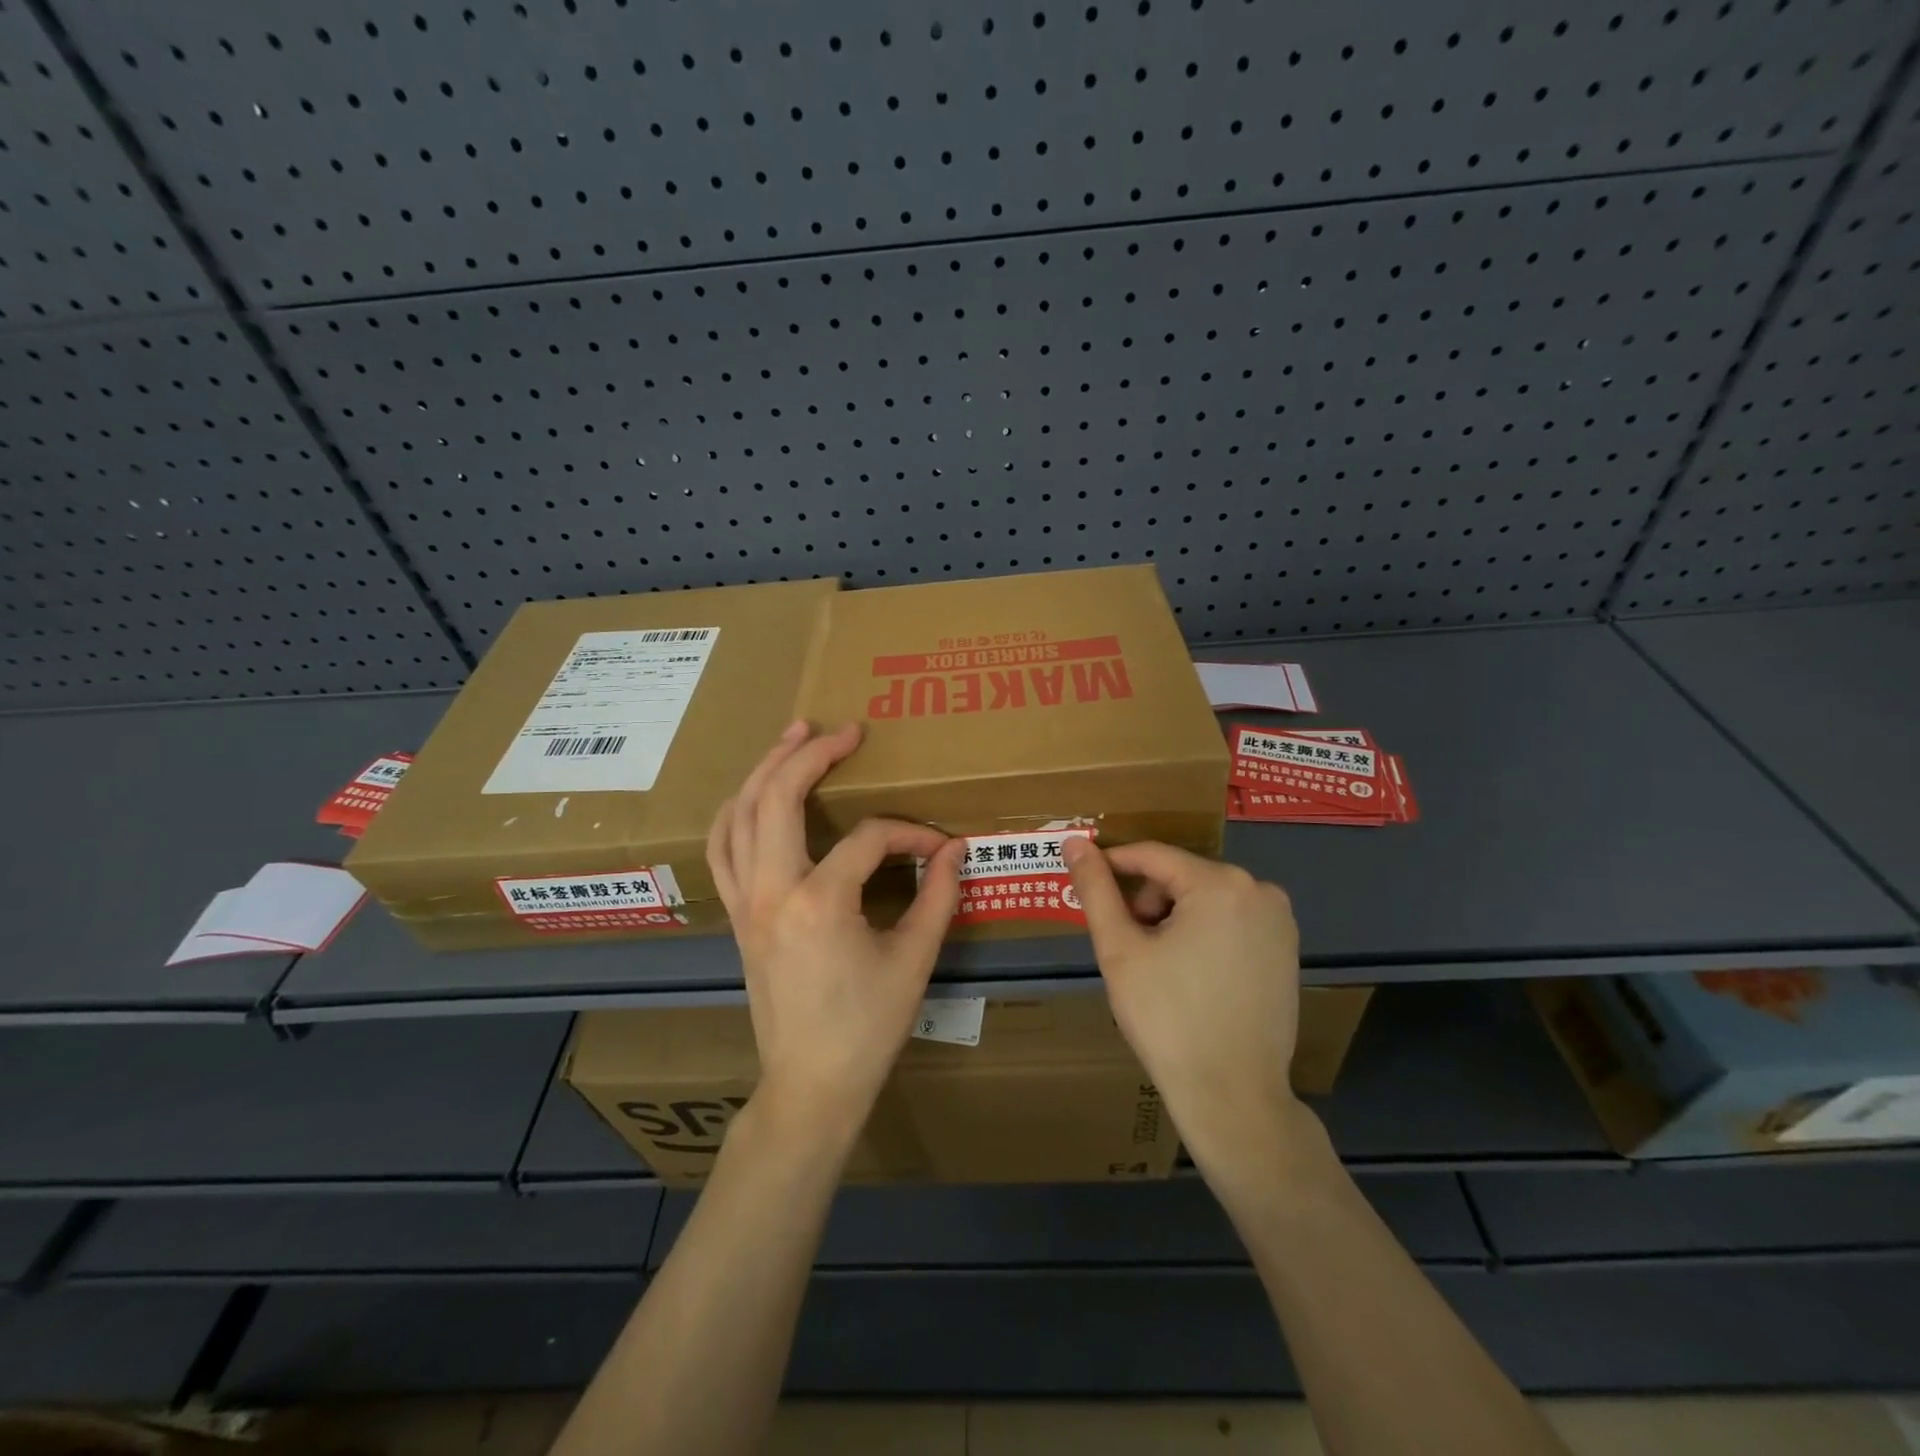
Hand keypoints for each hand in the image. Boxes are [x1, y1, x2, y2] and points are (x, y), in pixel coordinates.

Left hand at [708, 720, 964, 1144]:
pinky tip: (755, 796)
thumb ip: (939, 897)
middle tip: (842, 730)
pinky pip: (722, 848)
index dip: (909, 835)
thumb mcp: (913, 960)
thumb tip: (956, 850)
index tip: (939, 850)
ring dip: (764, 770)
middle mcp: (771, 890)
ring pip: (739, 815)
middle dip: (810, 755)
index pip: (868, 839)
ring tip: (792, 738)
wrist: (810, 1084)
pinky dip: (737, 811)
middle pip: (778, 798)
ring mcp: (745, 902)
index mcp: (819, 901)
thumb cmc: (867, 1028)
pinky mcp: (736, 915)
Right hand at [1064, 839, 1306, 1182]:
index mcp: (1219, 884)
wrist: (1232, 1096)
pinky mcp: (1287, 949)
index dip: (1112, 866)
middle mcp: (1259, 890)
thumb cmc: (1168, 1018)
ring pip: (1205, 898)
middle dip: (1147, 904)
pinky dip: (1204, 934)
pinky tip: (1193, 977)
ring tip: (1160, 968)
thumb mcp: (1120, 950)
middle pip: (1180, 877)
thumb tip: (1074, 842)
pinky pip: (1231, 920)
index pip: (1152, 856)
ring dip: (1174, 919)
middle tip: (1131, 950)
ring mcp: (1279, 920)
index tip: (1085, 885)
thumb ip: (1095, 889)